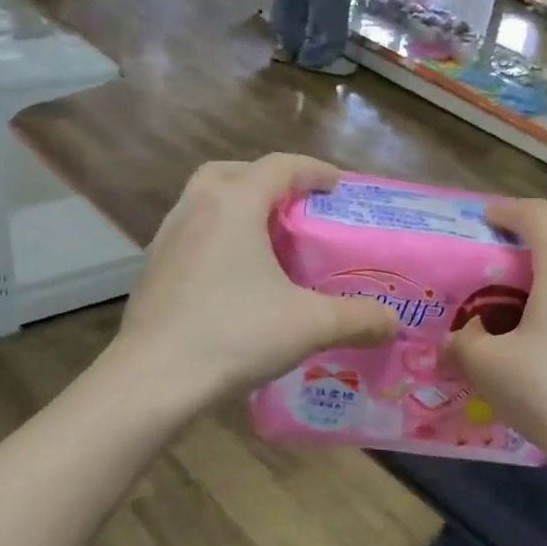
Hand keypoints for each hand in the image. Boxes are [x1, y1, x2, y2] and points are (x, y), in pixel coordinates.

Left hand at [114, 155, 398, 406]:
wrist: (153, 379)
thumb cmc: (234, 336)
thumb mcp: (310, 325)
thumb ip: (358, 318)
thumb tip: (393, 322)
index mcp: (233, 205)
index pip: (279, 166)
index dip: (314, 170)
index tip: (338, 187)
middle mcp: (195, 209)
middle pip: (233, 172)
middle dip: (268, 181)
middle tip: (295, 208)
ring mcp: (166, 238)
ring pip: (204, 202)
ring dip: (237, 208)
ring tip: (266, 241)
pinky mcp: (152, 269)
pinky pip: (190, 234)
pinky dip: (216, 239)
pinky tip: (232, 277)